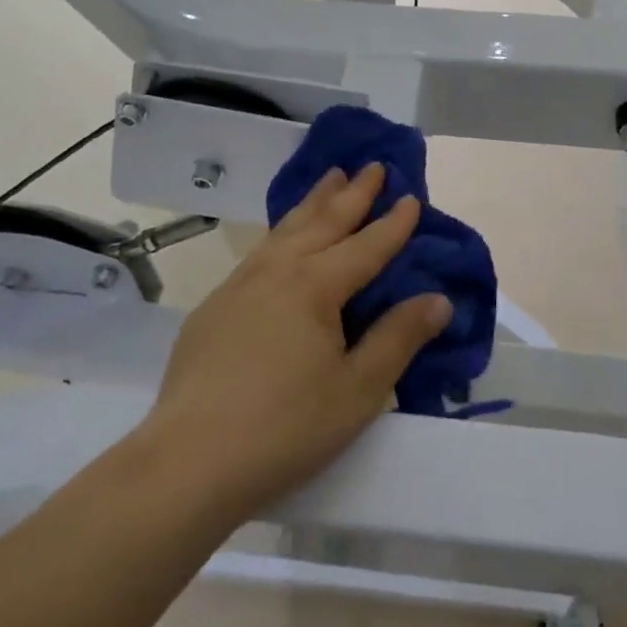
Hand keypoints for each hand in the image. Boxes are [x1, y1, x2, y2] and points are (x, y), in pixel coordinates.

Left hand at [145, 163, 451, 518]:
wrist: (188, 461)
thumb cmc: (285, 427)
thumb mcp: (357, 390)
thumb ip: (399, 338)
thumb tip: (438, 298)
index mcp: (315, 287)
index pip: (365, 246)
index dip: (392, 223)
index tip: (411, 197)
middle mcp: (277, 272)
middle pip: (322, 222)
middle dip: (352, 193)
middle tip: (372, 165)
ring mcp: (239, 285)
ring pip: (285, 229)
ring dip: (313, 202)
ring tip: (331, 178)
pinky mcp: (214, 306)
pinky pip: (259, 251)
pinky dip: (282, 231)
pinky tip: (282, 240)